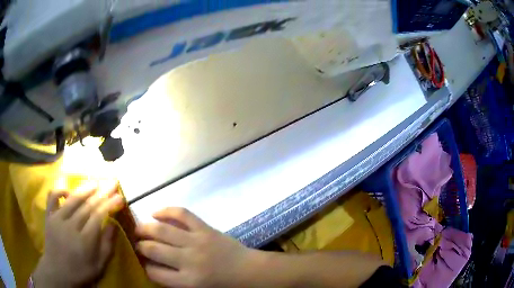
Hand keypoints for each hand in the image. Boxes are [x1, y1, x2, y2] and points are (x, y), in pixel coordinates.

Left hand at [32, 181, 123, 287]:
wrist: (58, 273)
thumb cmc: (81, 272)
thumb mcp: (99, 266)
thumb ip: (107, 245)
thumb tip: (113, 224)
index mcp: (85, 240)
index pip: (98, 216)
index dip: (109, 204)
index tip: (119, 197)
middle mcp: (70, 226)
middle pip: (87, 205)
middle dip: (101, 193)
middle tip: (111, 183)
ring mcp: (57, 219)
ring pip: (72, 199)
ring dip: (85, 188)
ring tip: (95, 182)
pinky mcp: (49, 216)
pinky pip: (52, 197)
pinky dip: (60, 190)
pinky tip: (68, 191)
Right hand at [136, 208, 255, 287]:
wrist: (248, 270)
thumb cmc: (223, 284)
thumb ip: (174, 280)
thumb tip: (152, 266)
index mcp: (188, 281)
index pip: (154, 273)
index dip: (144, 266)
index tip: (141, 262)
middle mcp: (189, 261)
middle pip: (153, 249)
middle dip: (140, 245)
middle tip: (136, 243)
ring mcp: (197, 241)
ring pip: (162, 230)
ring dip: (145, 227)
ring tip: (139, 228)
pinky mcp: (205, 228)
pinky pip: (182, 214)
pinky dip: (166, 211)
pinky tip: (155, 213)